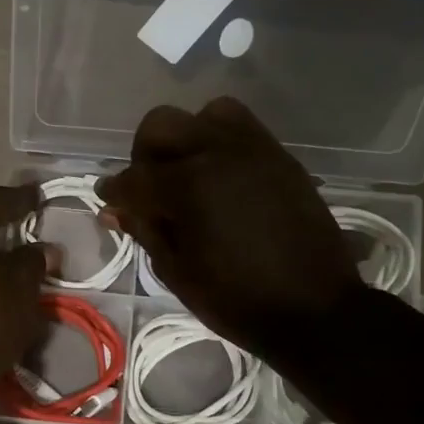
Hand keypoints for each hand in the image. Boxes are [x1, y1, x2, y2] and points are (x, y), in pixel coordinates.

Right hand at [96, 98, 363, 358]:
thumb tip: (115, 209)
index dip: (114, 192)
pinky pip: (241, 127)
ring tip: (188, 174)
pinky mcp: (280, 157)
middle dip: (144, 154)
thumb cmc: (237, 300)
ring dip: (186, 138)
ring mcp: (253, 150)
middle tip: (147, 188)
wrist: (315, 309)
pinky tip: (220, 177)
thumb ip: (145, 231)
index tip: (109, 201)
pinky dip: (220, 140)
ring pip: (204, 114)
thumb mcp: (178, 273)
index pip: (133, 177)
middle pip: (161, 125)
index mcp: (188, 186)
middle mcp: (217, 153)